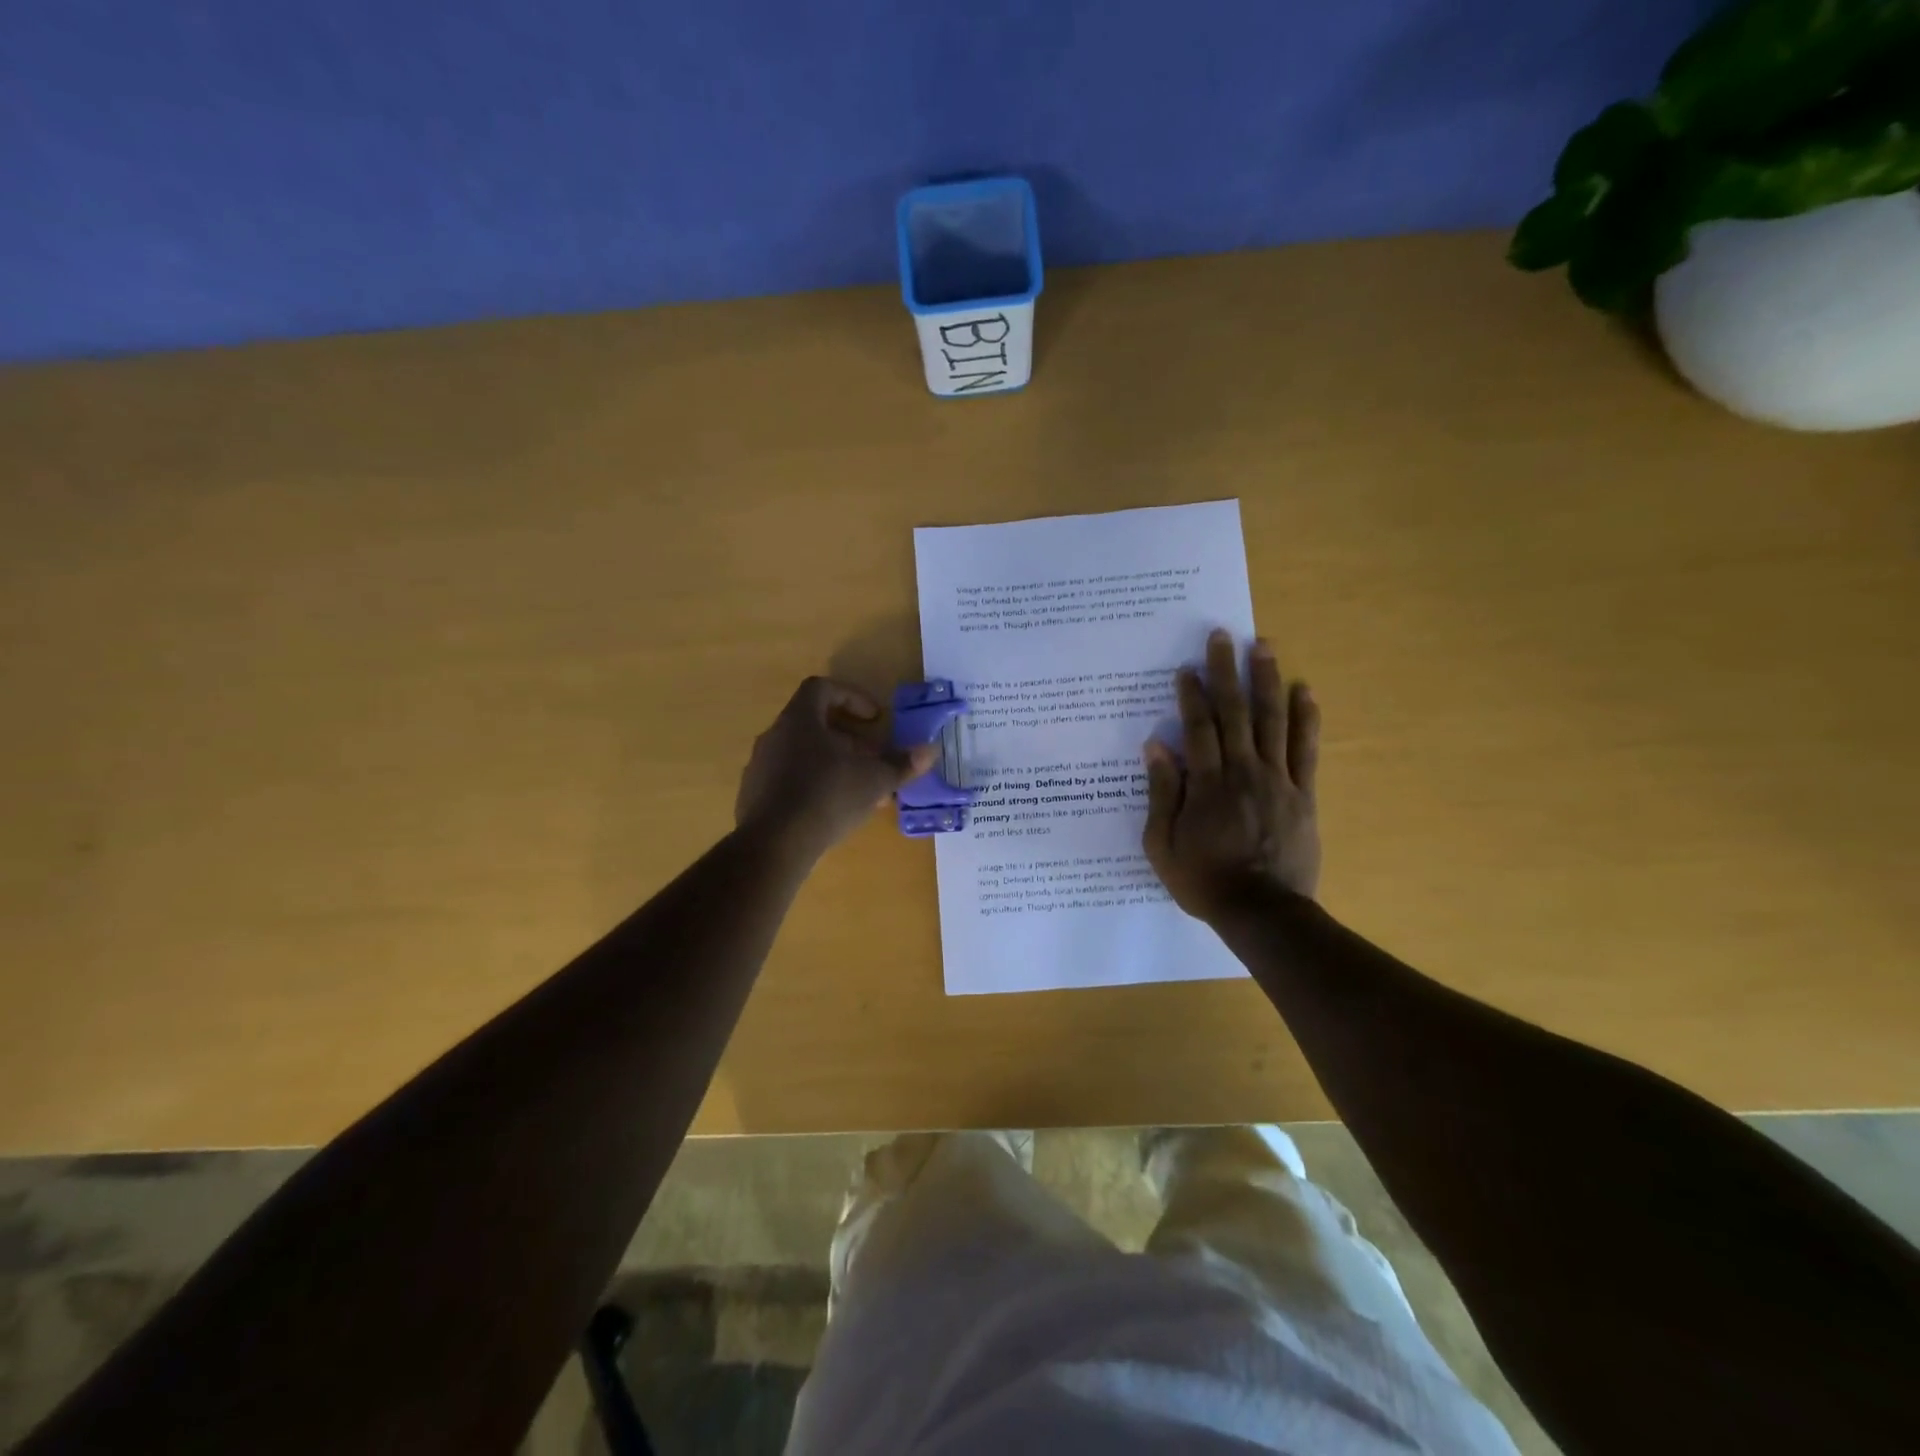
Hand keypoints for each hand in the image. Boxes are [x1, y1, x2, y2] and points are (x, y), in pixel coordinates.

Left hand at [735, 677, 936, 864]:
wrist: (774, 845)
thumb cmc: (828, 797)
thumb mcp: (874, 780)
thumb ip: (901, 764)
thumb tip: (929, 751)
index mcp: (800, 720)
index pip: (822, 688)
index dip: (852, 697)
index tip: (875, 718)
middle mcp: (775, 736)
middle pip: (814, 724)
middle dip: (849, 739)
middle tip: (873, 759)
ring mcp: (760, 766)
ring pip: (802, 754)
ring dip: (832, 764)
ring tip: (858, 789)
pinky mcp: (754, 796)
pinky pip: (788, 780)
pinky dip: (813, 786)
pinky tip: (832, 812)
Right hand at [1142, 630, 1320, 920]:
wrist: (1263, 912)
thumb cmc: (1204, 880)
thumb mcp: (1162, 844)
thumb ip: (1161, 794)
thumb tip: (1155, 747)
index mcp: (1207, 784)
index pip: (1198, 729)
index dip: (1191, 696)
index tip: (1186, 668)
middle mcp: (1243, 772)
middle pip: (1235, 713)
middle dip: (1226, 672)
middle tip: (1222, 637)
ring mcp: (1278, 780)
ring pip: (1273, 721)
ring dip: (1267, 680)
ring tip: (1263, 646)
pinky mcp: (1303, 794)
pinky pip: (1306, 750)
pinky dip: (1306, 719)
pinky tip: (1304, 691)